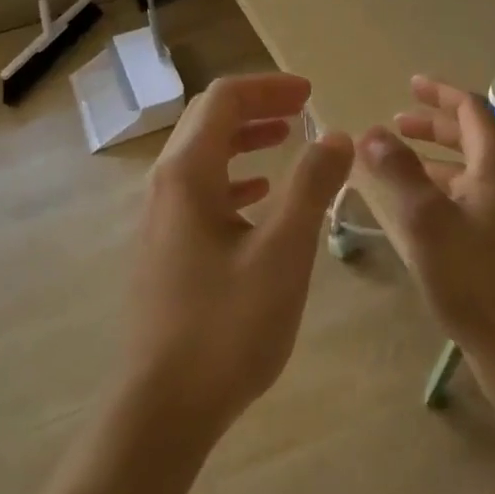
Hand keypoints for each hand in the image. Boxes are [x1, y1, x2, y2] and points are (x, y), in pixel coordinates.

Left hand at [118, 73, 354, 449]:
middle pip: (208, 121)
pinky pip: (199, 190)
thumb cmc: (227, 326)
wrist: (165, 406)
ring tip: (286, 139)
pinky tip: (259, 195)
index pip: (223, 100)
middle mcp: (165, 184)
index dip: (268, 87)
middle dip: (256, 106)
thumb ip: (311, 187)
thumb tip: (335, 136)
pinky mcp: (164, 245)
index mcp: (186, 173)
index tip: (310, 93)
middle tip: (302, 108)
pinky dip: (233, 177)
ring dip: (243, 139)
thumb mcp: (283, 252)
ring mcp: (160, 216)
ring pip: (202, 155)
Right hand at [357, 76, 494, 394]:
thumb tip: (371, 131)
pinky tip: (415, 207)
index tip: (410, 84)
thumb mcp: (428, 221)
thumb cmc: (476, 282)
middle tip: (396, 122)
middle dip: (433, 125)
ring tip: (396, 160)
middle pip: (471, 138)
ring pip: (468, 171)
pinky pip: (468, 198)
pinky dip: (439, 187)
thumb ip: (399, 172)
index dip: (440, 94)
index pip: (471, 111)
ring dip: (433, 157)